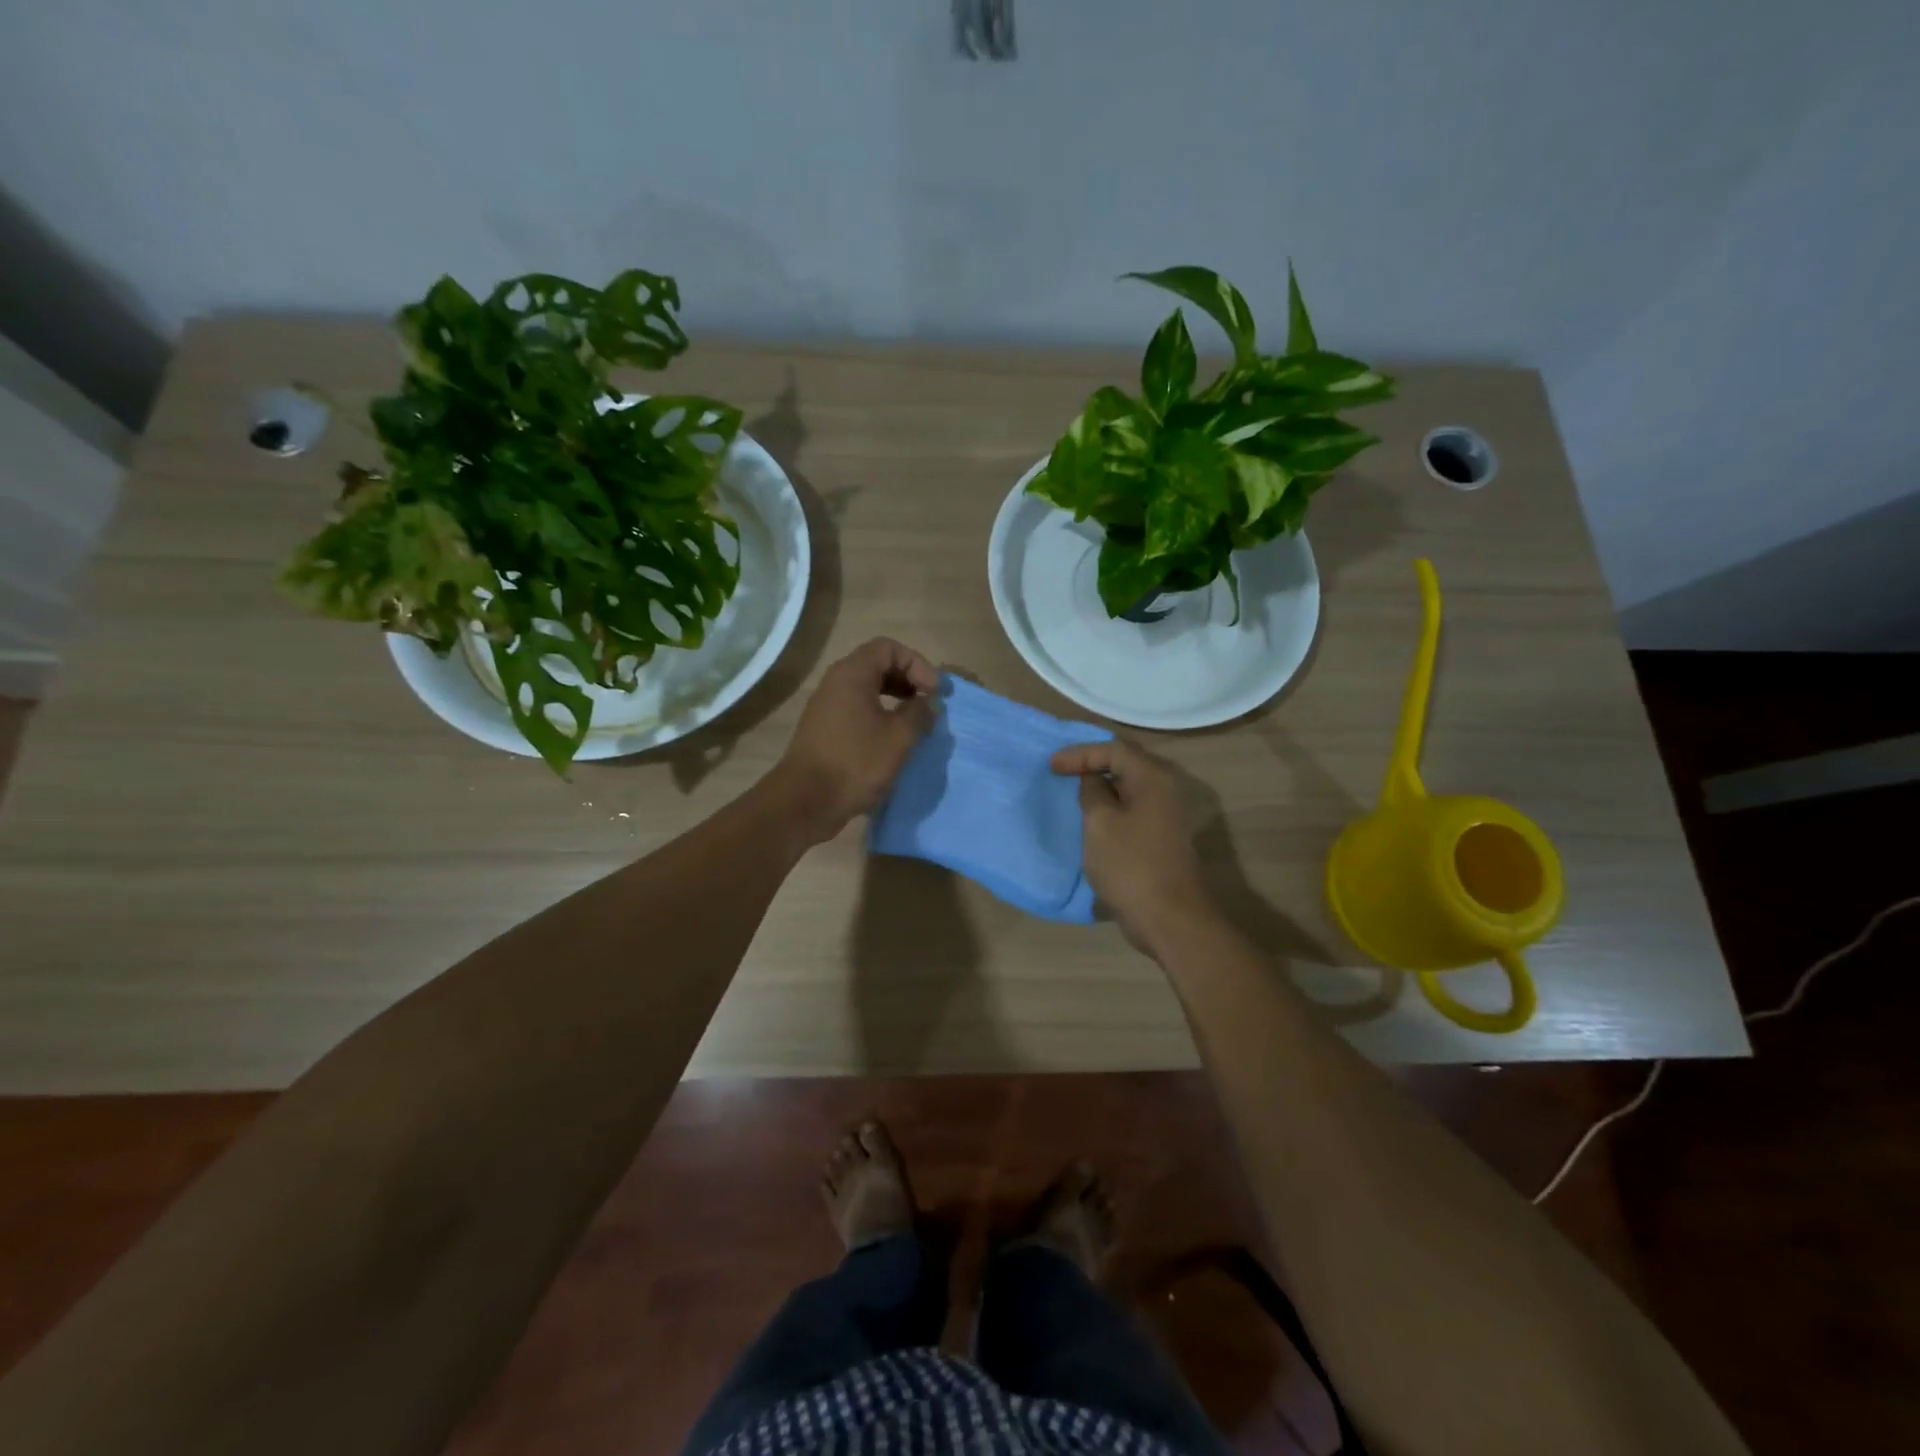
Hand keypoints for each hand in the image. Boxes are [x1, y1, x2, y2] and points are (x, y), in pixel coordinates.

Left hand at [775, 638, 939, 843]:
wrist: (806, 802)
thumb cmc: (855, 763)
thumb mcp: (899, 737)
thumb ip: (920, 713)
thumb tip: (930, 702)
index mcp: (852, 674)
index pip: (889, 648)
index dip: (917, 664)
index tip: (934, 692)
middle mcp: (836, 683)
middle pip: (877, 665)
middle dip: (908, 679)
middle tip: (928, 703)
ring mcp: (827, 707)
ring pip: (867, 689)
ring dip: (895, 699)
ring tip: (915, 722)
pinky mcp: (825, 729)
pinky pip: (857, 709)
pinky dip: (879, 715)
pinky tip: (893, 740)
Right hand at [1051, 738, 1214, 949]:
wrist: (1169, 918)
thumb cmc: (1130, 864)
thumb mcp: (1099, 822)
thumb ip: (1092, 791)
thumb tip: (1092, 780)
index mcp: (1153, 778)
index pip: (1113, 749)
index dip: (1079, 754)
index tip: (1051, 767)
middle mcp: (1165, 789)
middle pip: (1125, 764)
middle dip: (1092, 764)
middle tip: (1061, 770)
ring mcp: (1167, 815)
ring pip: (1129, 788)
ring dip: (1101, 787)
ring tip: (1073, 791)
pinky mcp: (1162, 837)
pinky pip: (1132, 808)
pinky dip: (1111, 807)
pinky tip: (1092, 817)